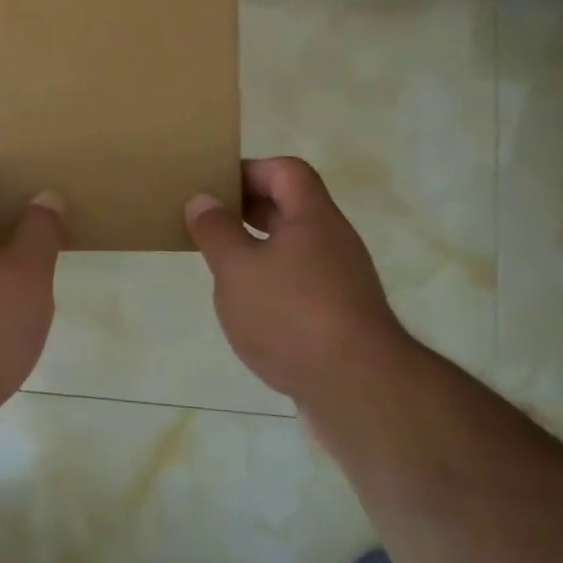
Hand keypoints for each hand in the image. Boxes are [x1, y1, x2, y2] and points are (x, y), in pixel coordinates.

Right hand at [185, 157, 412, 405]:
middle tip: (209, 221)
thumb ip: (216, 231)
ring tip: (222, 266)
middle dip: (249, 209)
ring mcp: (342, 282)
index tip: (214, 187)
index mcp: (312, 217)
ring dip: (259, 250)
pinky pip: (302, 285)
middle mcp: (333, 241)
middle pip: (291, 208)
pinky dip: (274, 286)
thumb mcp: (237, 268)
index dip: (250, 170)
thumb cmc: (291, 315)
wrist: (360, 392)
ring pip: (295, 249)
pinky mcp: (342, 319)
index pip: (286, 171)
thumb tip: (203, 199)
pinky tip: (250, 311)